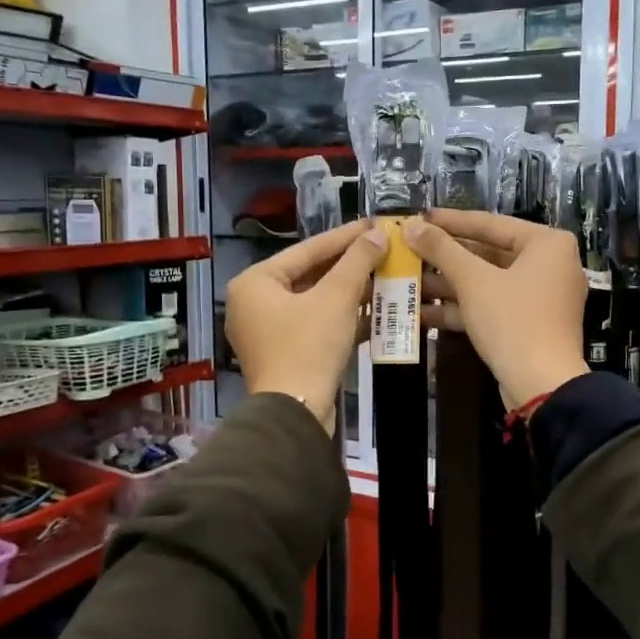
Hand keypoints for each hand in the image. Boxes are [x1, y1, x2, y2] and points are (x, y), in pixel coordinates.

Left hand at [226, 219, 386, 432]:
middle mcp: (254, 302)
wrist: (295, 414)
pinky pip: (315, 324)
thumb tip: (378, 234)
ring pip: (315, 301)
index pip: (307, 249)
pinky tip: (375, 311)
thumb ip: (357, 261)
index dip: (345, 237)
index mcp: (255, 282)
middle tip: (383, 249)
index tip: (374, 224)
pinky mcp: (284, 353)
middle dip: (350, 266)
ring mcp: (267, 330)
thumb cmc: (309, 347)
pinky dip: (342, 317)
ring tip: (386, 276)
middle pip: (310, 274)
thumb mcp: (337, 298)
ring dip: (351, 292)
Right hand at [402, 209, 588, 409]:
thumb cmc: (512, 321)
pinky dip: (461, 308)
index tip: (419, 217)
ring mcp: (539, 297)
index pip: (490, 223)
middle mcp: (549, 265)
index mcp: (547, 243)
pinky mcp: (528, 324)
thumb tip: (411, 226)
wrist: (542, 386)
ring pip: (486, 282)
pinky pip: (491, 306)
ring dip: (447, 285)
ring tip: (407, 281)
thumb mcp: (472, 281)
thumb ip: (441, 249)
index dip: (450, 221)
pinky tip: (421, 312)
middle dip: (445, 258)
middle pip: (487, 254)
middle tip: (409, 250)